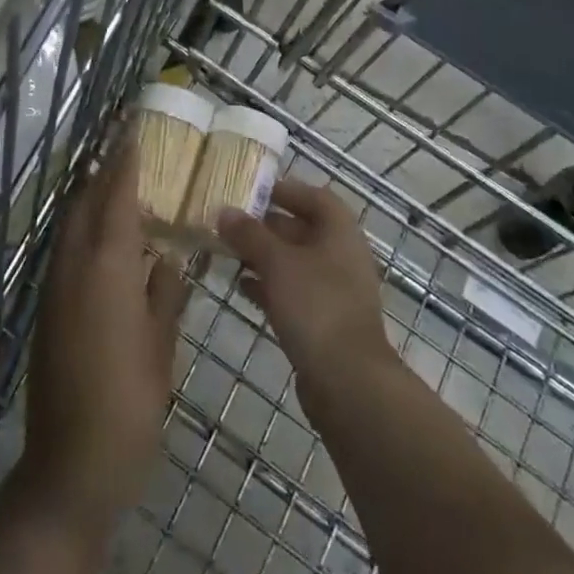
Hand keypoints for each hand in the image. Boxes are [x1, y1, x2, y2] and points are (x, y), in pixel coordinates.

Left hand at [22, 136, 187, 538]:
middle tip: (122, 145)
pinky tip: (101, 238)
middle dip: (101, 170)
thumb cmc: (129, 403)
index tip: (132, 130)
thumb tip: (170, 260)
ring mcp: (54, 289)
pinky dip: (81, 228)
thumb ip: (165, 294)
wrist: (70, 467)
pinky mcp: (46, 311)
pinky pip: (64, 250)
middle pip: (84, 202)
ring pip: (69, 225)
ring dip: (88, 197)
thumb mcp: (161, 347)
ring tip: (112, 180)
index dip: (125, 162)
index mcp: (108, 268)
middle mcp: (75, 267)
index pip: (116, 197)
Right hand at [217, 179, 393, 390]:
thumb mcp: (277, 263)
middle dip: (267, 225)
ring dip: (265, 257)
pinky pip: (294, 293)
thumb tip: (224, 211)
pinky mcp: (325, 323)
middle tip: (231, 223)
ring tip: (229, 253)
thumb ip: (250, 235)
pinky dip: (270, 286)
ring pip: (296, 263)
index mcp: (340, 231)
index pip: (314, 196)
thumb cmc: (316, 306)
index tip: (253, 190)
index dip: (285, 190)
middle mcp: (342, 256)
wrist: (348, 383)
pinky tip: (242, 288)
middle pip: (303, 229)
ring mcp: (335, 291)